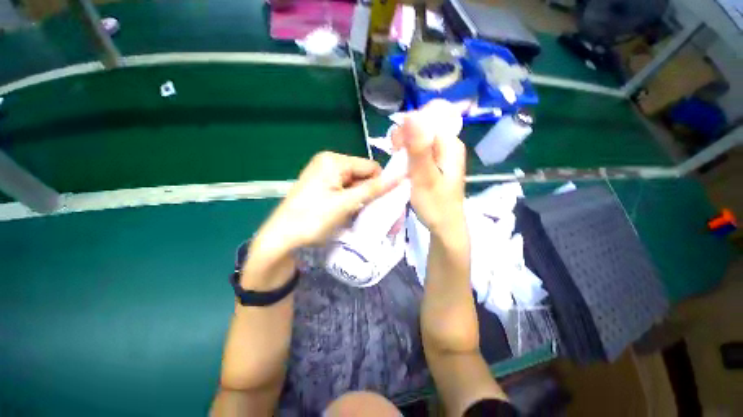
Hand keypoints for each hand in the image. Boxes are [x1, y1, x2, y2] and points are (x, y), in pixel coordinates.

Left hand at [252, 151, 399, 258]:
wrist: (281, 239)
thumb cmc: (312, 219)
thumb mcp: (345, 203)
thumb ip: (373, 189)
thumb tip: (401, 177)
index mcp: (333, 160)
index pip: (370, 166)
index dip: (381, 183)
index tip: (386, 202)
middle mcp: (329, 163)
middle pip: (362, 175)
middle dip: (372, 192)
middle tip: (378, 212)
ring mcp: (325, 175)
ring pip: (355, 185)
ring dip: (363, 199)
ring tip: (366, 215)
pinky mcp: (323, 187)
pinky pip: (346, 191)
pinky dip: (353, 201)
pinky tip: (354, 213)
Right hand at [392, 100, 466, 234]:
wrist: (444, 226)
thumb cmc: (436, 205)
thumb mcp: (424, 177)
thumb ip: (418, 148)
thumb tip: (411, 115)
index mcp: (450, 143)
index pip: (426, 118)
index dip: (407, 127)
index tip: (396, 145)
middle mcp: (448, 144)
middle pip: (422, 127)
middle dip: (404, 138)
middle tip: (396, 156)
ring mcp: (442, 154)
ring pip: (418, 139)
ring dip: (405, 148)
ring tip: (399, 164)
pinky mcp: (435, 163)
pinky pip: (419, 151)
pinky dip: (408, 156)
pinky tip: (404, 167)